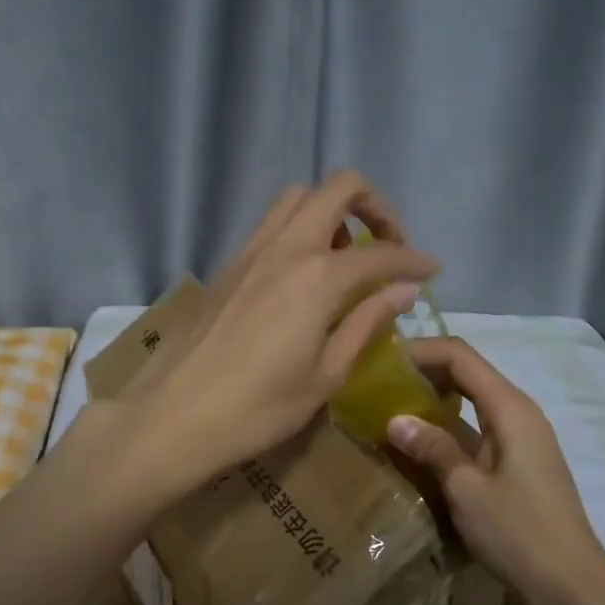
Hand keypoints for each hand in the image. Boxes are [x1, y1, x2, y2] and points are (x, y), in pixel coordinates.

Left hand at [133, 172, 440, 484]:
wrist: (173, 415)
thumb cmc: (258, 408)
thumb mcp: (326, 375)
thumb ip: (366, 324)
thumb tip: (402, 291)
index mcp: (318, 277)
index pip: (381, 254)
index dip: (413, 260)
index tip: (431, 272)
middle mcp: (286, 248)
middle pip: (338, 188)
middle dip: (375, 206)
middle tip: (387, 247)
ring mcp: (250, 251)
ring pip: (298, 199)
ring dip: (331, 212)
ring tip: (343, 258)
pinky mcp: (227, 265)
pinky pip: (271, 225)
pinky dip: (299, 230)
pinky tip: (303, 277)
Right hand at [384, 337, 604, 604]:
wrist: (573, 589)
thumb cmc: (520, 535)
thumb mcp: (467, 491)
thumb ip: (433, 448)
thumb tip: (395, 419)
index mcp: (510, 408)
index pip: (460, 356)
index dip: (419, 351)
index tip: (378, 363)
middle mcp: (518, 413)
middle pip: (466, 373)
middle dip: (421, 373)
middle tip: (376, 386)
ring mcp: (519, 439)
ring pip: (469, 402)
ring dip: (431, 402)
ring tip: (387, 412)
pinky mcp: (515, 464)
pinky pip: (475, 430)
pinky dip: (445, 430)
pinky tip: (416, 448)